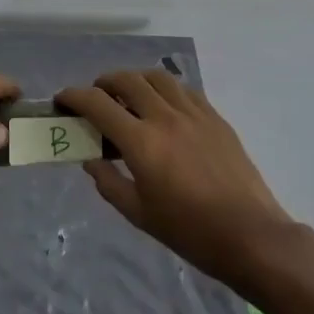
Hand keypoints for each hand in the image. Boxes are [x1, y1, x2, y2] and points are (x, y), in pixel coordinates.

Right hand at [57, 70, 293, 293]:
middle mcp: (165, 118)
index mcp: (142, 143)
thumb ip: (109, 182)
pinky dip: (164, 89)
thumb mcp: (139, 214)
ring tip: (128, 94)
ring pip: (157, 77)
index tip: (62, 99)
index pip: (98, 104)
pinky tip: (163, 105)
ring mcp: (194, 114)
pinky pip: (183, 89)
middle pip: (127, 80)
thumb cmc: (190, 232)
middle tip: (96, 96)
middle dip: (104, 82)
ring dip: (135, 79)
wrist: (251, 236)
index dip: (74, 96)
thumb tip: (91, 160)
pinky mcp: (215, 117)